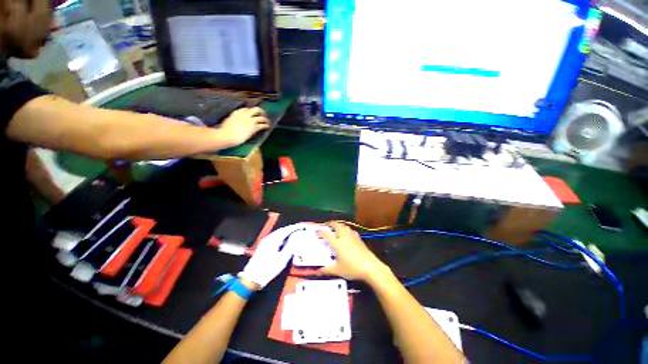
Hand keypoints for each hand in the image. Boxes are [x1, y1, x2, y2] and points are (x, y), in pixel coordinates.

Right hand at [218, 107, 270, 146]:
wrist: (227, 135)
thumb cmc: (224, 131)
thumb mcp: (228, 122)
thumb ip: (233, 120)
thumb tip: (234, 122)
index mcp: (237, 113)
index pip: (246, 109)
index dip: (251, 111)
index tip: (254, 114)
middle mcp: (244, 115)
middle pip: (256, 109)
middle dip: (261, 112)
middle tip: (264, 115)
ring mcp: (250, 121)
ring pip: (261, 117)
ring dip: (266, 120)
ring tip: (268, 122)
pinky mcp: (254, 127)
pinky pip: (262, 125)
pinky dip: (266, 126)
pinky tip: (268, 127)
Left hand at [238, 224, 303, 288]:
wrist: (251, 279)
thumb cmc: (268, 269)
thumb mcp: (282, 258)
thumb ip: (290, 246)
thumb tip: (297, 236)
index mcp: (273, 239)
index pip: (286, 230)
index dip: (295, 227)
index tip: (302, 226)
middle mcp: (269, 238)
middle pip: (282, 230)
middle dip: (291, 229)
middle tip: (300, 228)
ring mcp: (265, 242)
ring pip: (278, 234)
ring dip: (287, 233)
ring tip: (295, 233)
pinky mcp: (264, 247)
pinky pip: (275, 238)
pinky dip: (282, 237)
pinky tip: (286, 241)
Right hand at [316, 222, 388, 281]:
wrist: (370, 267)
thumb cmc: (352, 268)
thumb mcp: (338, 270)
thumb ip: (327, 270)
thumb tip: (318, 271)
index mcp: (337, 243)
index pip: (326, 234)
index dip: (320, 232)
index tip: (317, 232)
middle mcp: (344, 237)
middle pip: (336, 225)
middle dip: (331, 223)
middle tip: (327, 224)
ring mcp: (352, 236)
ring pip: (344, 226)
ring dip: (339, 225)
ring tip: (336, 227)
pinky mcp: (359, 238)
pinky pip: (351, 230)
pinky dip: (347, 229)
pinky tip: (347, 233)